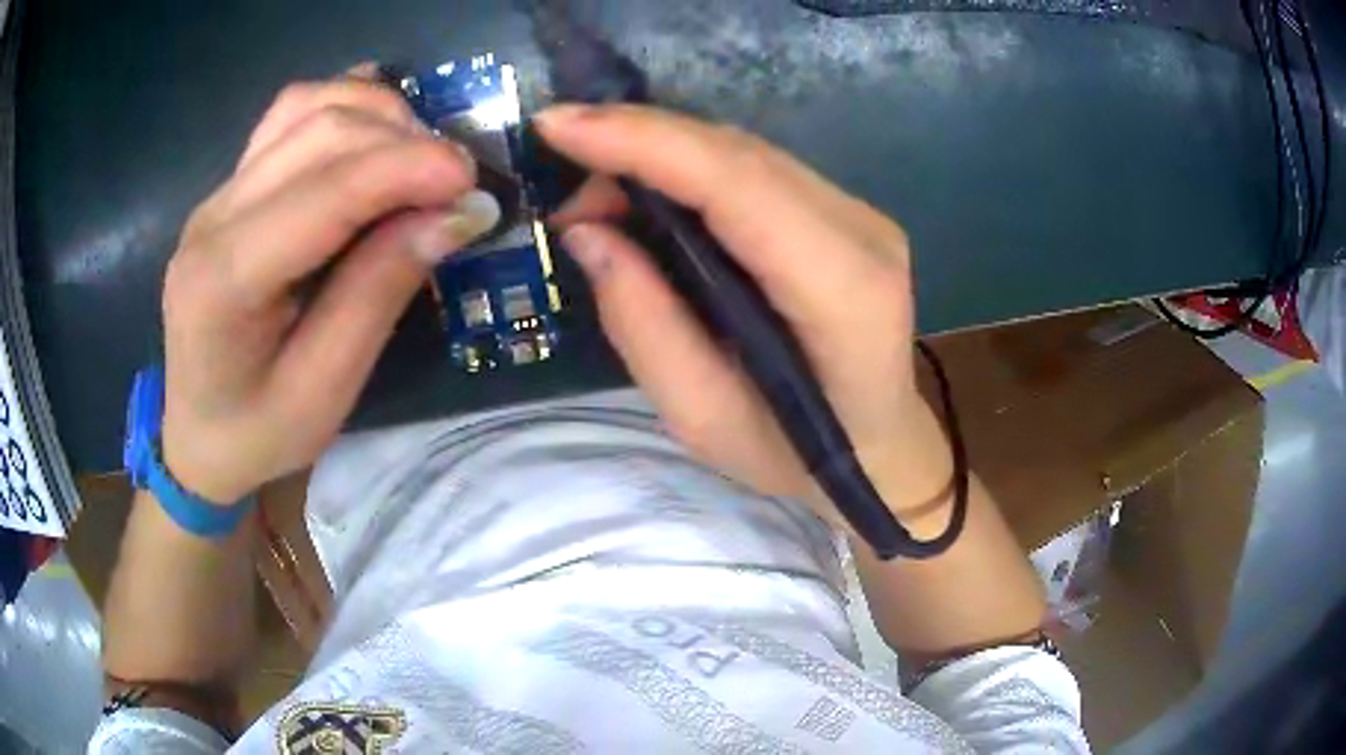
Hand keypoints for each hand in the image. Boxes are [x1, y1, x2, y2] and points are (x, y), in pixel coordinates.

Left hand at [160, 68, 499, 503]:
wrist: (199, 436)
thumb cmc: (258, 434)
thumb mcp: (325, 391)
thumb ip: (379, 293)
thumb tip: (454, 215)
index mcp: (223, 281)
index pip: (324, 192)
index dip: (406, 170)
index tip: (473, 185)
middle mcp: (213, 216)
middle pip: (318, 131)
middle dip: (403, 141)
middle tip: (456, 186)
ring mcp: (218, 194)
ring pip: (306, 106)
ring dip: (378, 117)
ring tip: (419, 161)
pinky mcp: (231, 187)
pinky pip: (290, 116)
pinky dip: (345, 108)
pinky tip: (378, 134)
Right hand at [538, 104, 954, 530]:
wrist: (878, 449)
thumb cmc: (796, 457)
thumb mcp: (703, 419)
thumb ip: (644, 325)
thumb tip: (588, 231)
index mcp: (844, 291)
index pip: (738, 183)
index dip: (644, 141)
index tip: (556, 126)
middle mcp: (862, 232)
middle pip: (737, 154)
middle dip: (635, 144)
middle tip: (565, 185)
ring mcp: (860, 214)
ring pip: (743, 152)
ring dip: (658, 154)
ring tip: (596, 198)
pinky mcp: (844, 212)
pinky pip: (754, 169)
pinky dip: (688, 168)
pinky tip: (647, 195)